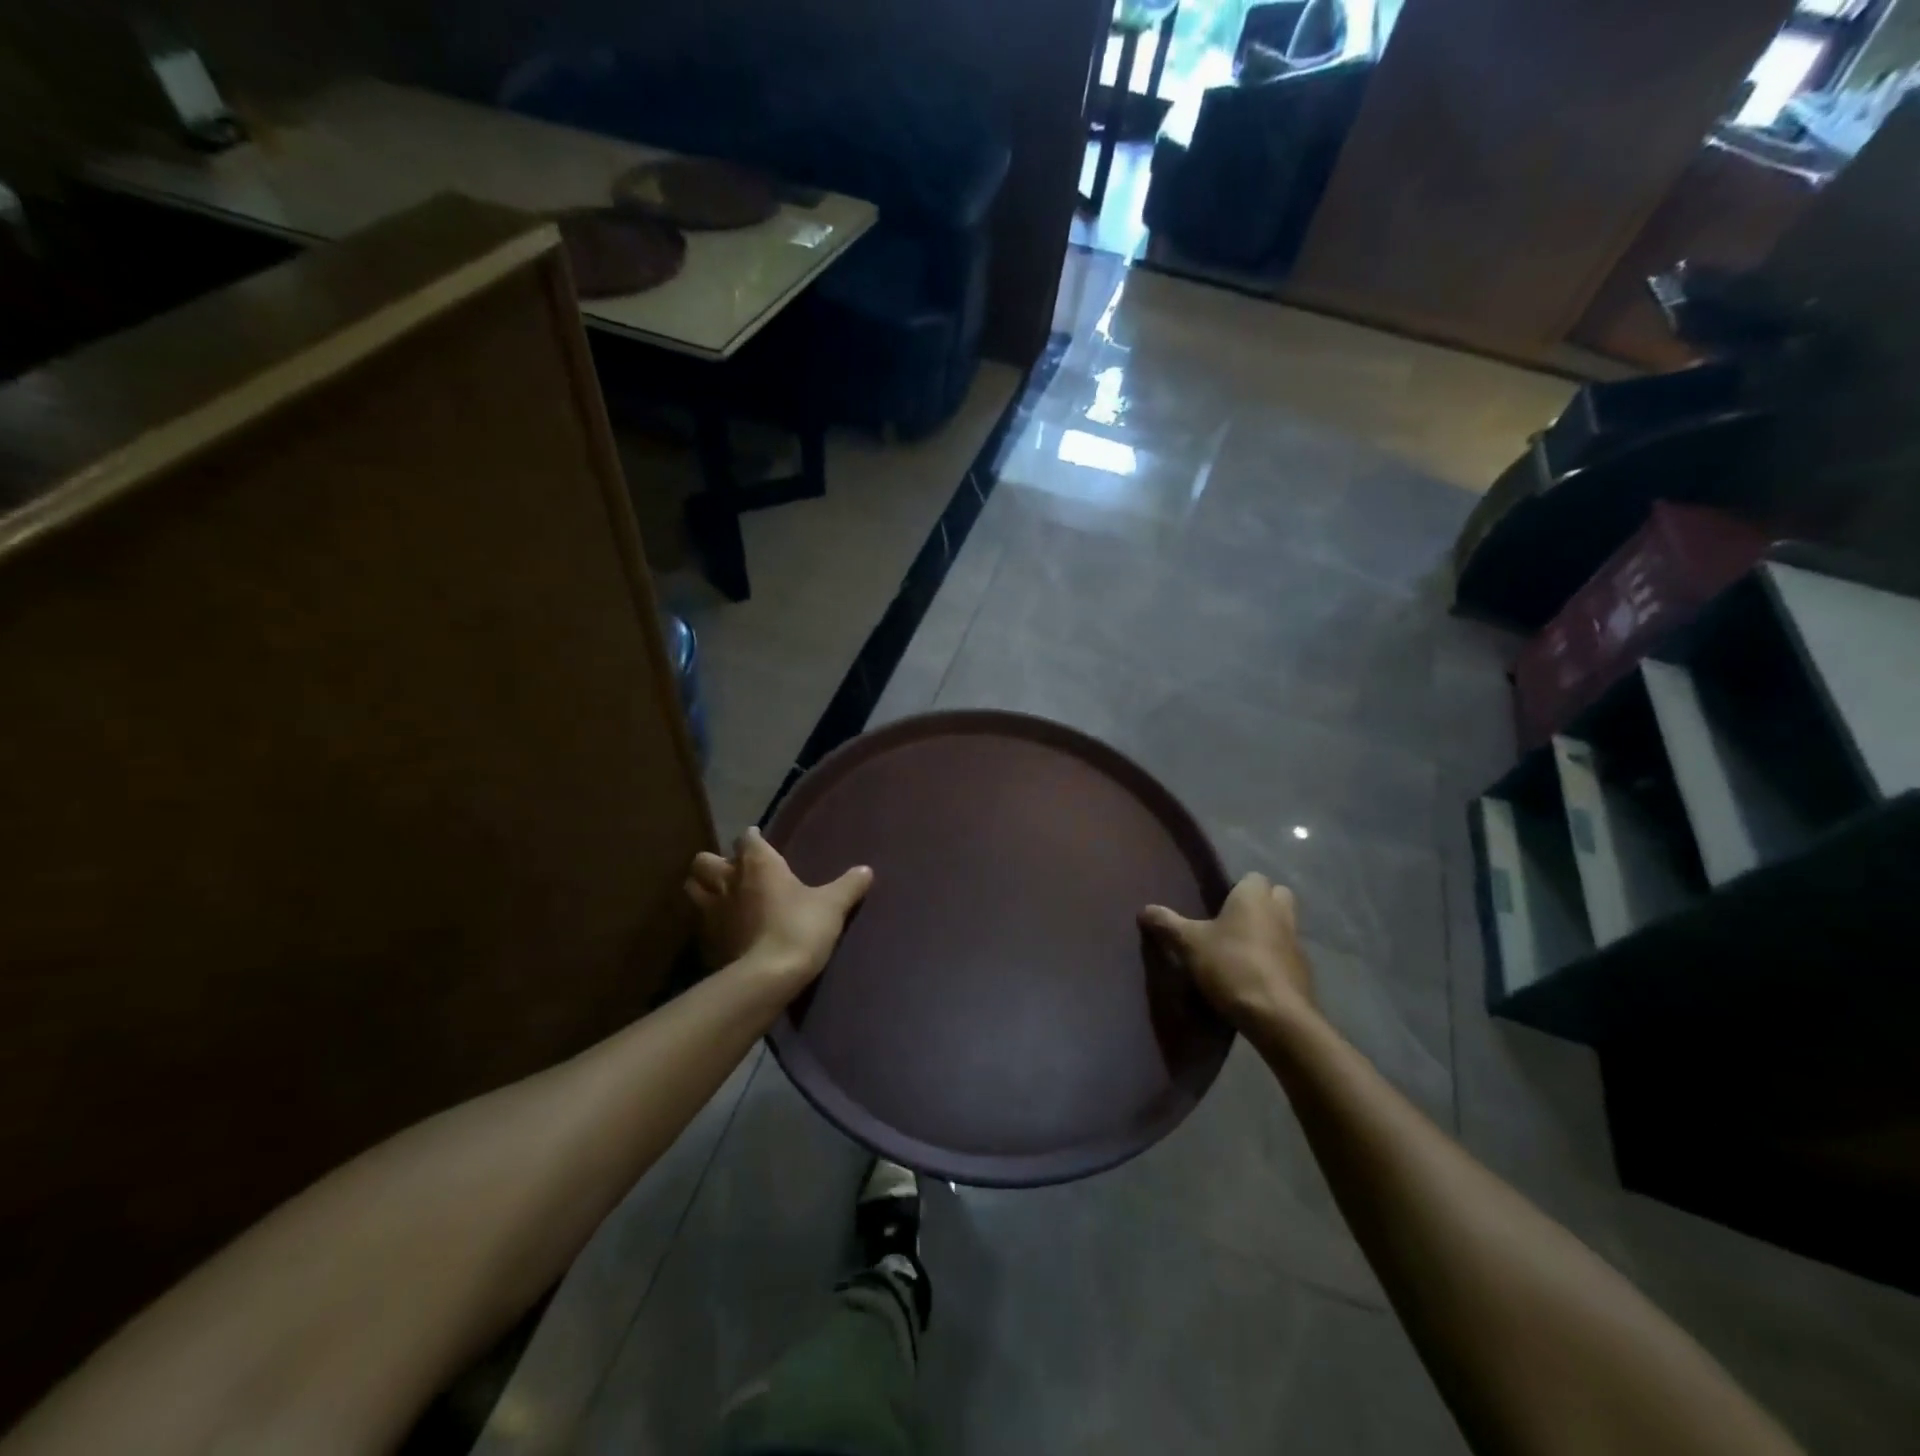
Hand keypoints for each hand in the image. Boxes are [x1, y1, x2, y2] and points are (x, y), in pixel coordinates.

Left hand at [684, 827, 873, 987]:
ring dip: (704, 888)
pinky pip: (700, 923)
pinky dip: (709, 922)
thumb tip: (866, 870)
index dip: (753, 839)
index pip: (747, 839)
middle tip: (734, 870)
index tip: (759, 841)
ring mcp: (711, 912)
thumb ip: (849, 885)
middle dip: (716, 862)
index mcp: (758, 864)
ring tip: (721, 896)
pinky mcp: (706, 941)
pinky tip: (725, 929)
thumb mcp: (833, 905)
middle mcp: (728, 881)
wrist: (767, 977)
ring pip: (693, 888)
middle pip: (705, 860)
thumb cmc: (800, 928)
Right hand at [1140, 873, 1317, 1033]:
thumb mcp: (1189, 944)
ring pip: (1284, 926)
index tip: (1218, 903)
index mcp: (1255, 898)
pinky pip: (1287, 956)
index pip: (1253, 877)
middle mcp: (1281, 913)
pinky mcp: (1304, 973)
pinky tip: (1253, 977)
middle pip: (1277, 896)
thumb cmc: (1231, 966)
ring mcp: (1297, 943)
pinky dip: (1274, 960)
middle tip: (1232, 921)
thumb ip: (1166, 924)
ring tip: (1239, 951)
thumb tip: (1143, 910)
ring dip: (1268, 933)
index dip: (1237, 887)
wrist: (1277, 1016)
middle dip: (1260, 904)